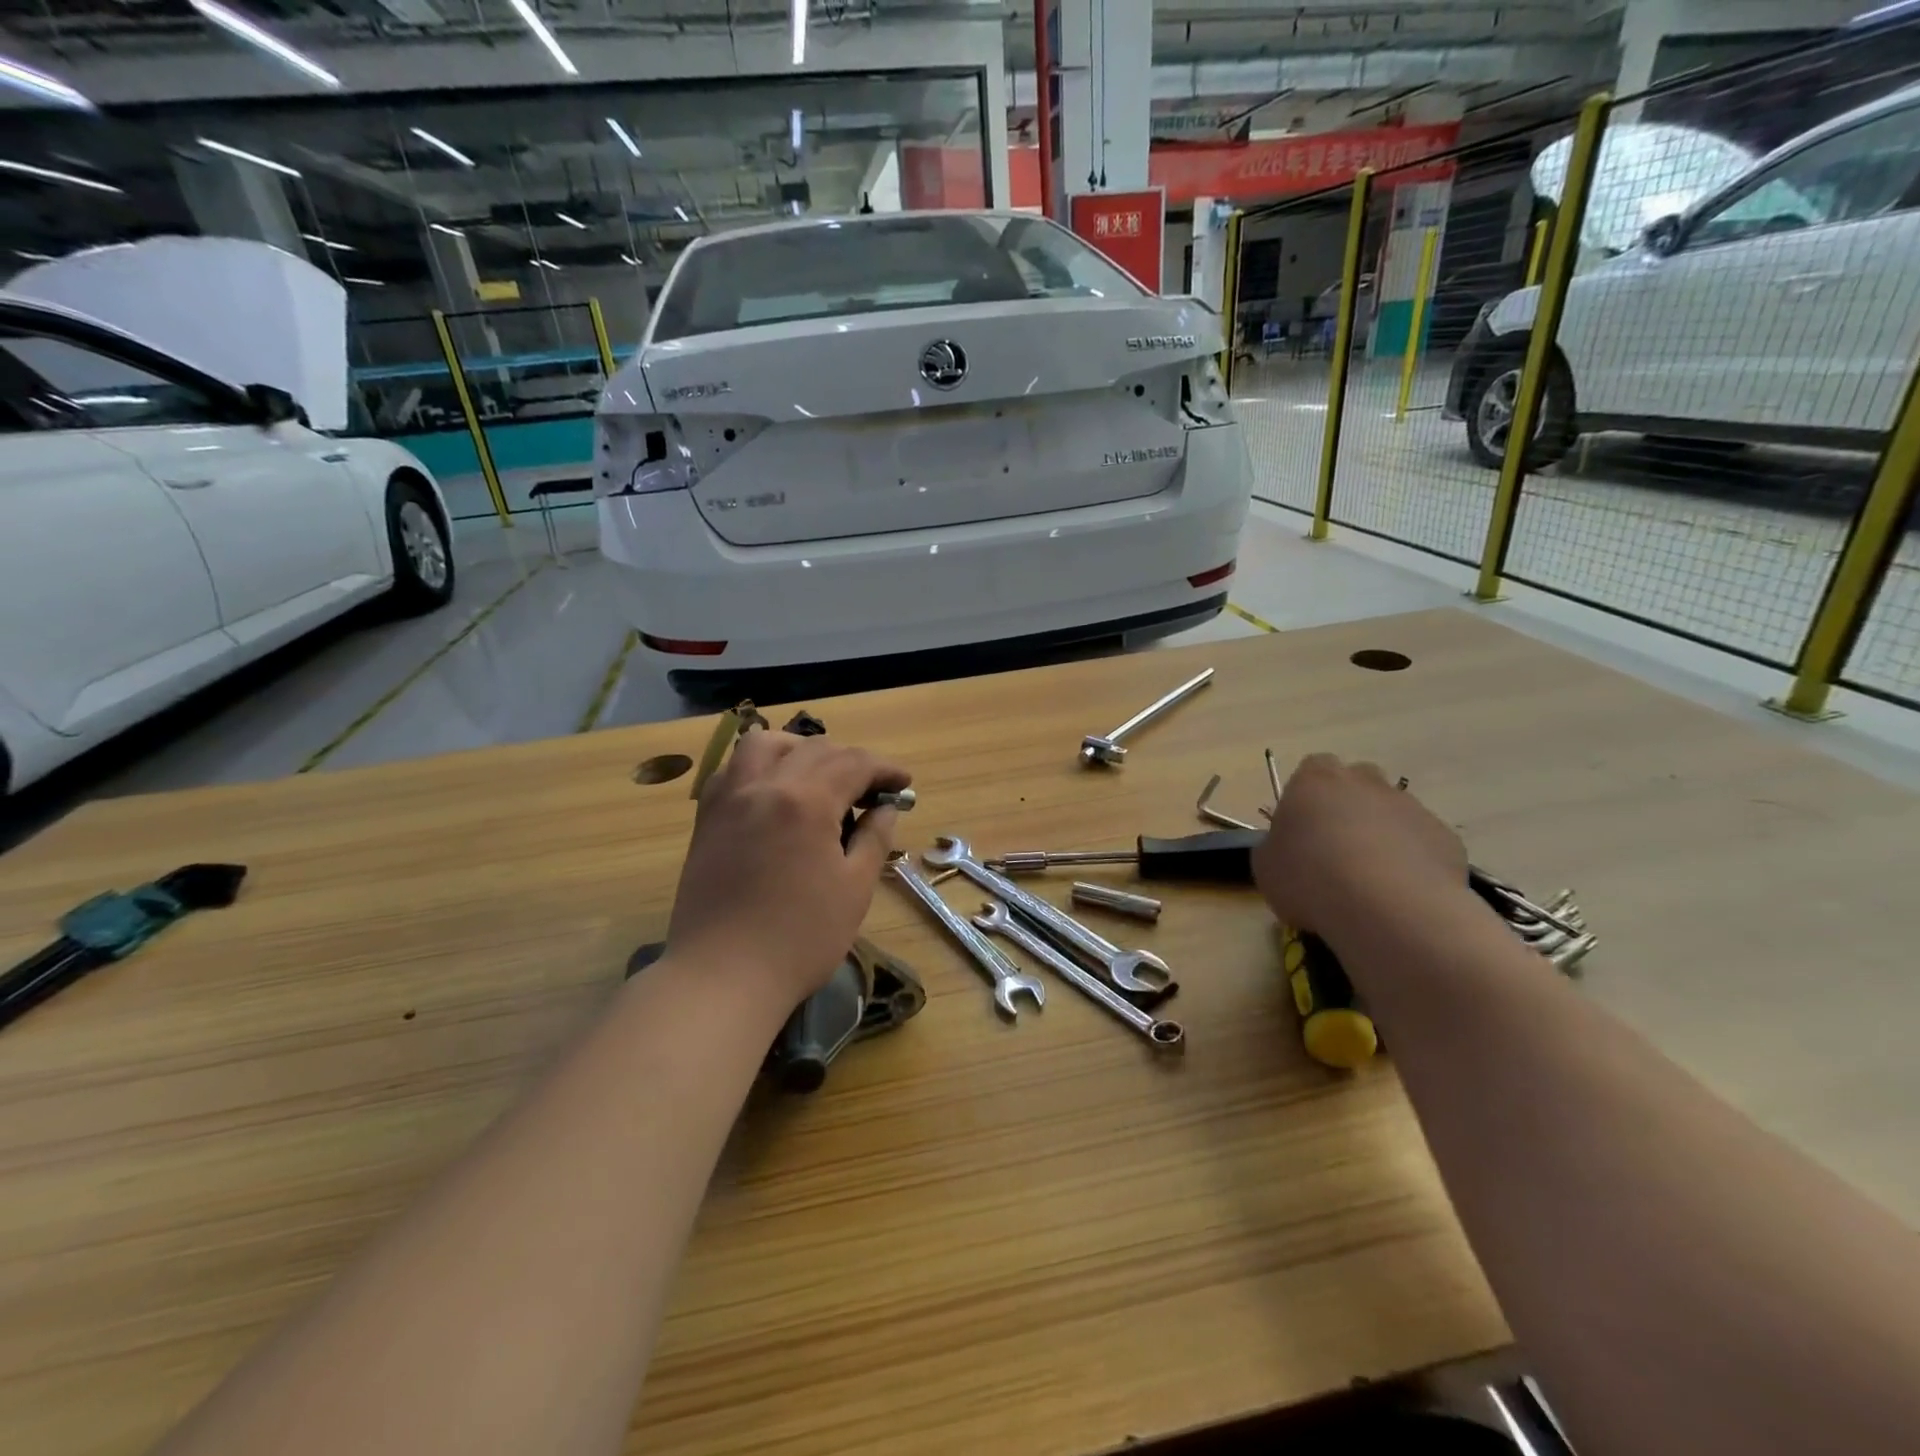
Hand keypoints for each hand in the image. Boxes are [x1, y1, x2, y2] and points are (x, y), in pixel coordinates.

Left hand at [666, 731, 909, 1009]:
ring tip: (818, 778)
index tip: (904, 785)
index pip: (854, 763)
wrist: (722, 977)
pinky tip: (774, 793)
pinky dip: (760, 767)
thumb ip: (873, 838)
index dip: (885, 769)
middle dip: (850, 761)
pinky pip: (733, 770)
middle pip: (814, 749)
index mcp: (806, 801)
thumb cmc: (800, 938)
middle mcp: (764, 785)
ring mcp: (729, 799)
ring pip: (764, 745)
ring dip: (800, 750)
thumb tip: (885, 808)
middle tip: (871, 791)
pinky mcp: (706, 819)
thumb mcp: (854, 889)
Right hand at [1253, 754, 1466, 940]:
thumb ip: (1274, 847)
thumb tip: (1286, 850)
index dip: (1306, 797)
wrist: (1388, 908)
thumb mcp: (1265, 867)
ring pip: (1391, 814)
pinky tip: (1400, 894)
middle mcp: (1366, 782)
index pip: (1312, 769)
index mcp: (1315, 780)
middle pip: (1356, 783)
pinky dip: (1411, 862)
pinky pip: (1421, 844)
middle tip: (1334, 850)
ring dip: (1381, 836)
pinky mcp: (1445, 837)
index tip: (1301, 829)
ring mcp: (1411, 807)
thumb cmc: (1310, 878)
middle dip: (1348, 808)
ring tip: (1370, 881)